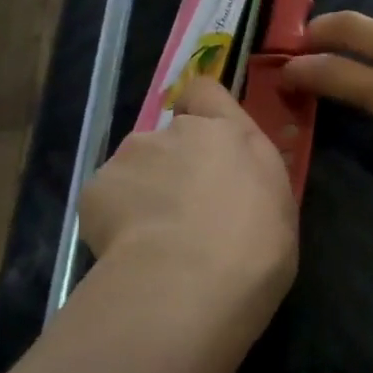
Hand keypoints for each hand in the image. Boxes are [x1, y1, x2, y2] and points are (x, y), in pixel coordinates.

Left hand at [78, 77, 297, 313]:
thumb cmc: (256, 246)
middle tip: (185, 211)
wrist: (191, 280)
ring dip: (143, 191)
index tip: (205, 140)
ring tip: (154, 239)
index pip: (205, 91)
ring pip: (134, 168)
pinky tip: (131, 251)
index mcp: (229, 133)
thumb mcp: (278, 207)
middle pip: (169, 137)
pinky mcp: (95, 188)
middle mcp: (178, 132)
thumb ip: (250, 180)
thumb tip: (237, 184)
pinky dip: (114, 219)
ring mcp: (132, 156)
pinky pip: (107, 199)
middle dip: (173, 164)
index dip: (201, 110)